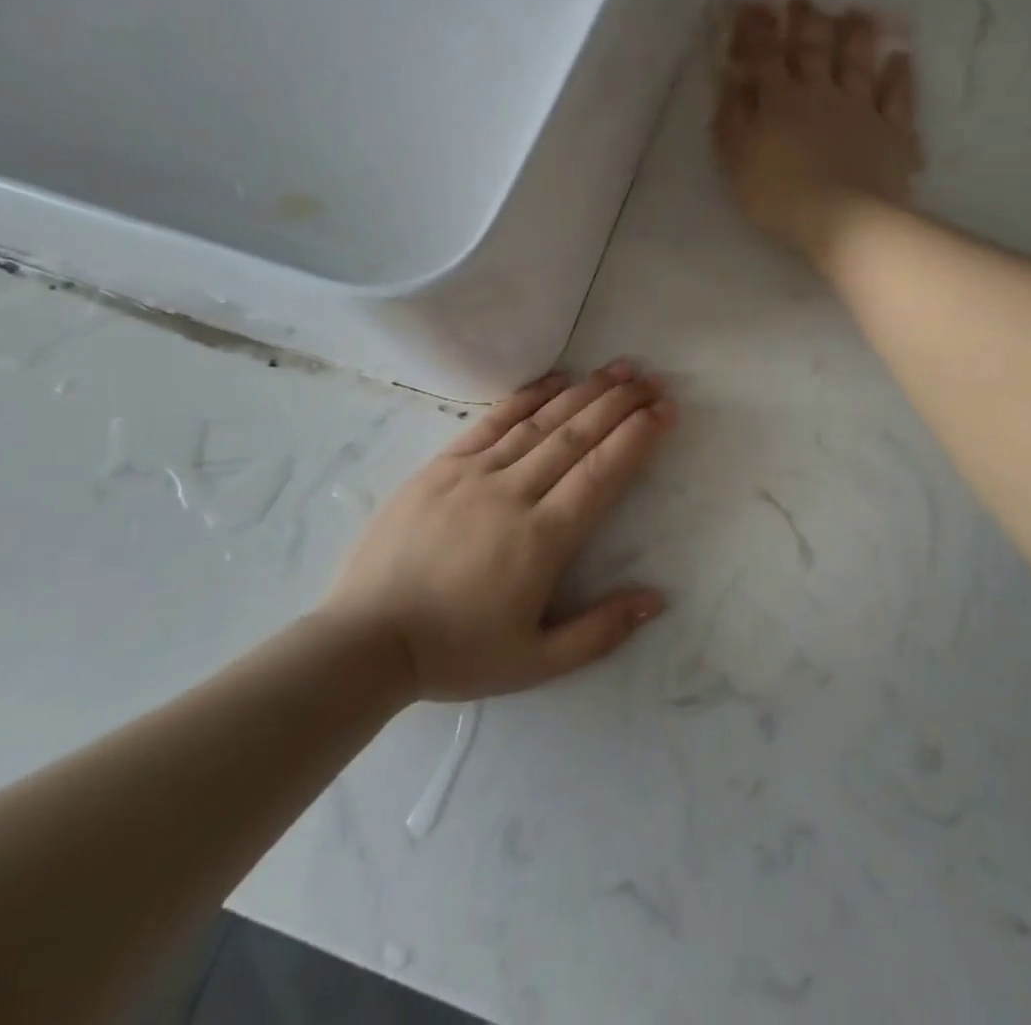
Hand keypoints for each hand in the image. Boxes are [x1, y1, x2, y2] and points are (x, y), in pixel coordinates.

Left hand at [317, 362, 677, 701]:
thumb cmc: (455, 652)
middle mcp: (513, 494)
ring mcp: (473, 474)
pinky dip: (527, 397)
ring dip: (584, 391)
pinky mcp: (440, 466)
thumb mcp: (536, 663)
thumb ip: (600, 631)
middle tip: (652, 379)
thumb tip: (657, 599)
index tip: (666, 409)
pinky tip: (555, 379)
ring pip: (540, 422)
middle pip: (577, 436)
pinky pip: (492, 421)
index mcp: (542, 540)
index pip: (602, 473)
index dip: (638, 436)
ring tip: (618, 368)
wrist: (364, 641)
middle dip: (621, 404)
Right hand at [712, 0, 922, 258]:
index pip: (765, 55)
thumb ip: (731, 117)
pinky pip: (898, 97)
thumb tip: (730, 78)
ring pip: (858, 63)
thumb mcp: (736, 160)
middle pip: (813, 49)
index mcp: (780, 100)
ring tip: (855, 13)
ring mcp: (861, 110)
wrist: (843, 220)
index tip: (754, 6)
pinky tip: (900, 58)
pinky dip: (899, 75)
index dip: (758, 29)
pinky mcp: (893, 132)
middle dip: (805, 22)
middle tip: (803, 0)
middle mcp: (821, 94)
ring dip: (855, 35)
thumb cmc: (779, 195)